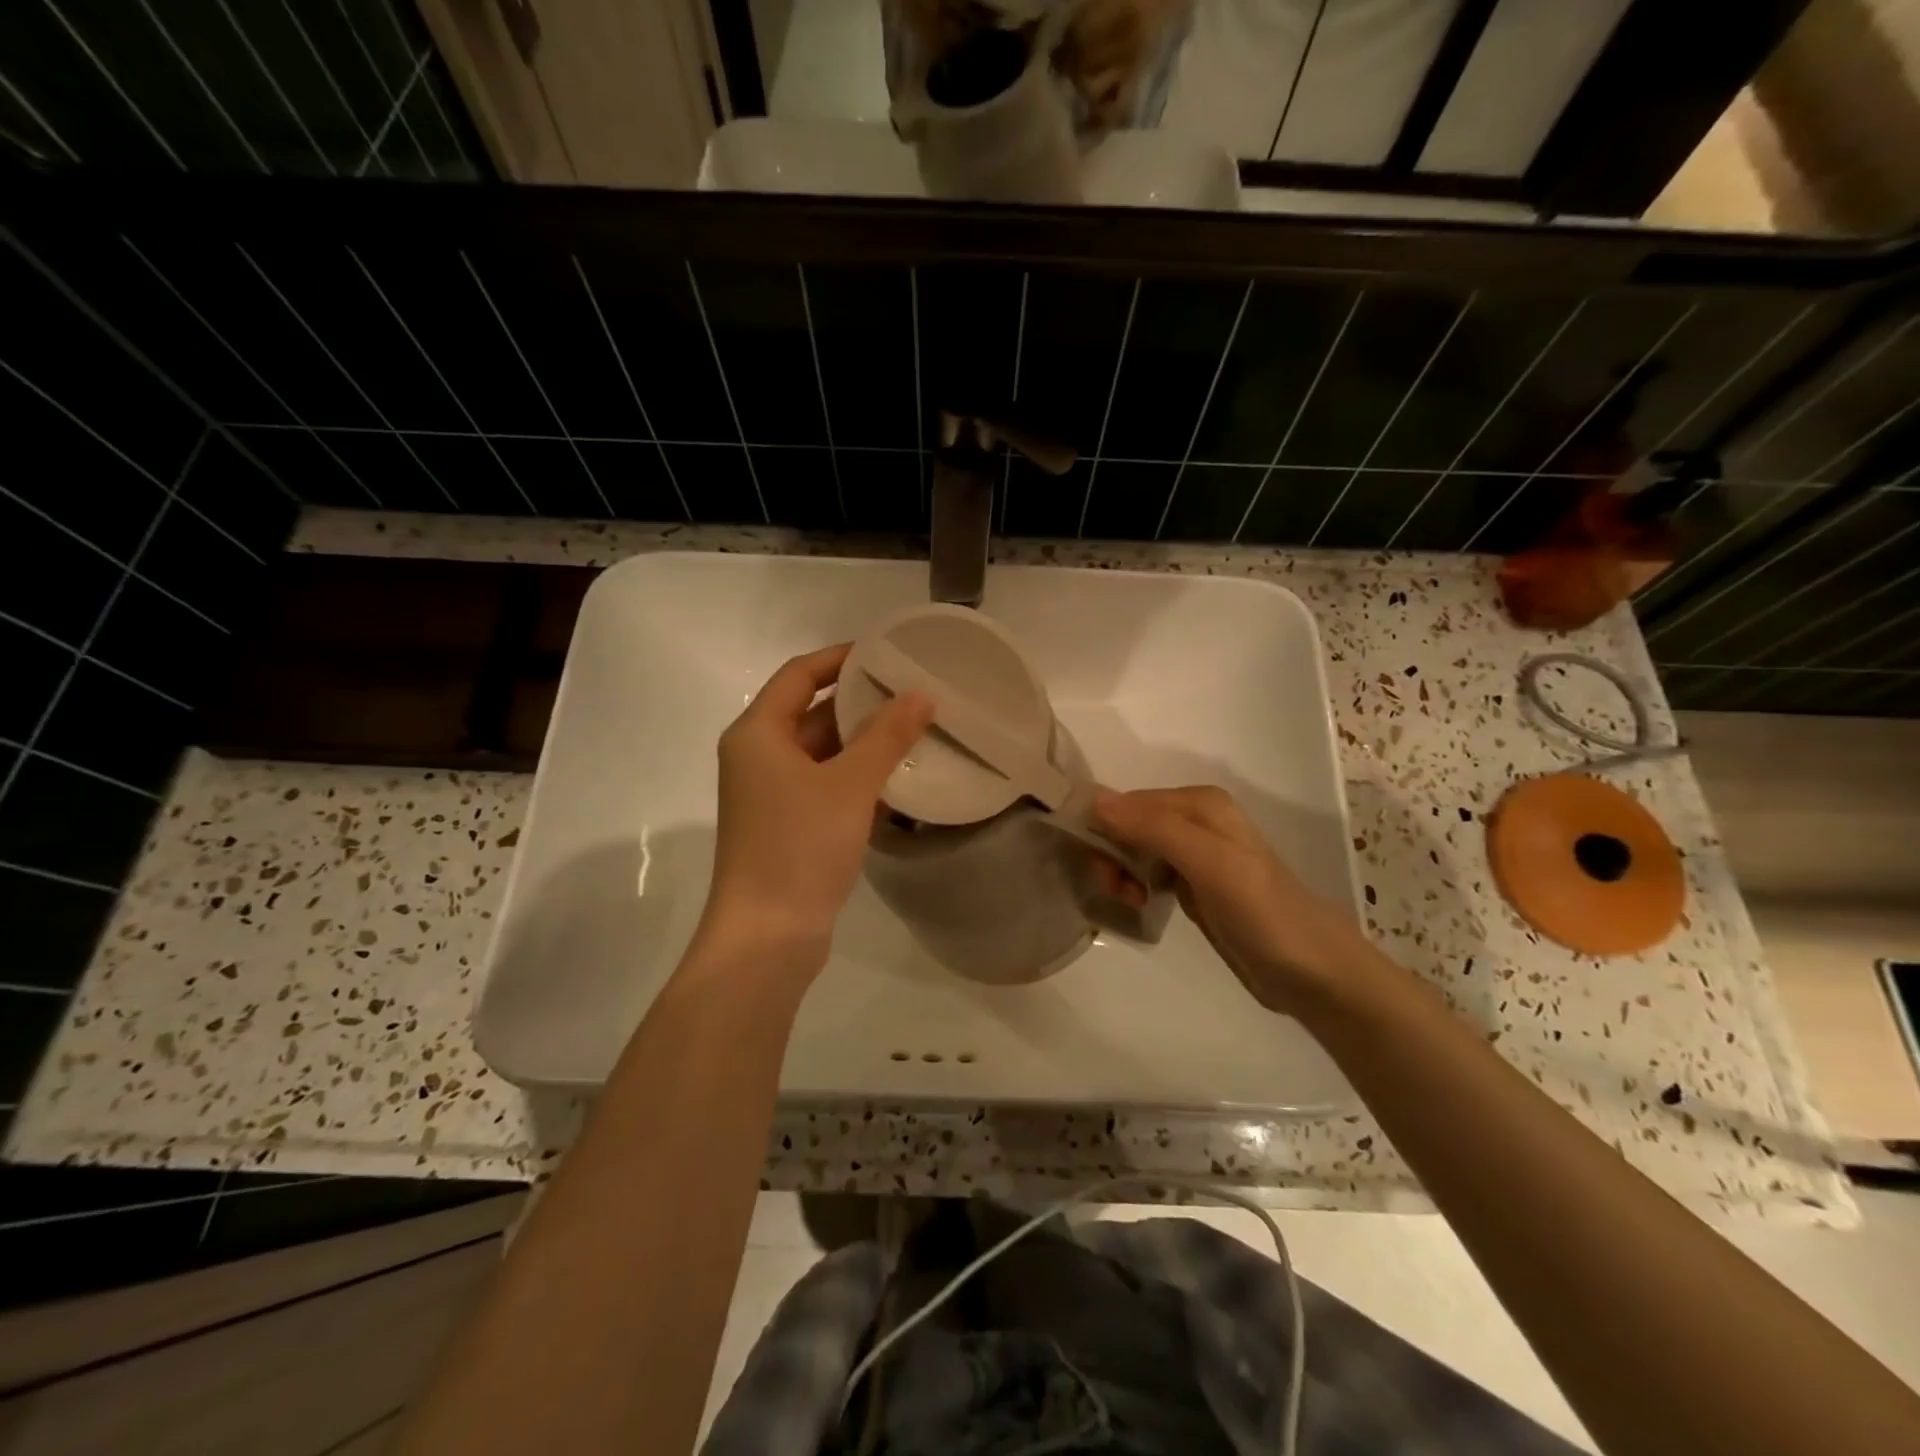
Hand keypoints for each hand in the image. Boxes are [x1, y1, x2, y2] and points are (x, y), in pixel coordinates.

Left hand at [701, 645, 933, 973]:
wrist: (767, 938)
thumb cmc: (800, 847)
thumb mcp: (849, 784)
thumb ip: (887, 735)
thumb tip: (921, 694)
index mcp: (758, 733)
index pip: (800, 675)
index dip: (842, 658)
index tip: (887, 653)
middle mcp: (758, 757)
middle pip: (812, 712)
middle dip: (861, 701)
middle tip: (914, 691)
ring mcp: (771, 794)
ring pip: (822, 752)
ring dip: (864, 741)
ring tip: (917, 728)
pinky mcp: (788, 826)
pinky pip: (825, 785)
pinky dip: (857, 777)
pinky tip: (899, 778)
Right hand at [1093, 785, 1380, 1016]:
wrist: (1312, 972)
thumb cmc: (1262, 913)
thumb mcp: (1210, 864)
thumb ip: (1155, 828)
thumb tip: (1094, 801)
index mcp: (1199, 803)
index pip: (1127, 802)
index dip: (1104, 830)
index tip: (1097, 868)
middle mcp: (1195, 819)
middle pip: (1127, 823)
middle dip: (1111, 853)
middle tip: (1117, 889)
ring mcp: (1194, 853)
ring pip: (1133, 848)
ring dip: (1120, 871)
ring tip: (1131, 900)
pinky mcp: (1194, 884)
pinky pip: (1147, 871)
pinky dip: (1135, 884)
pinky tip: (1140, 903)